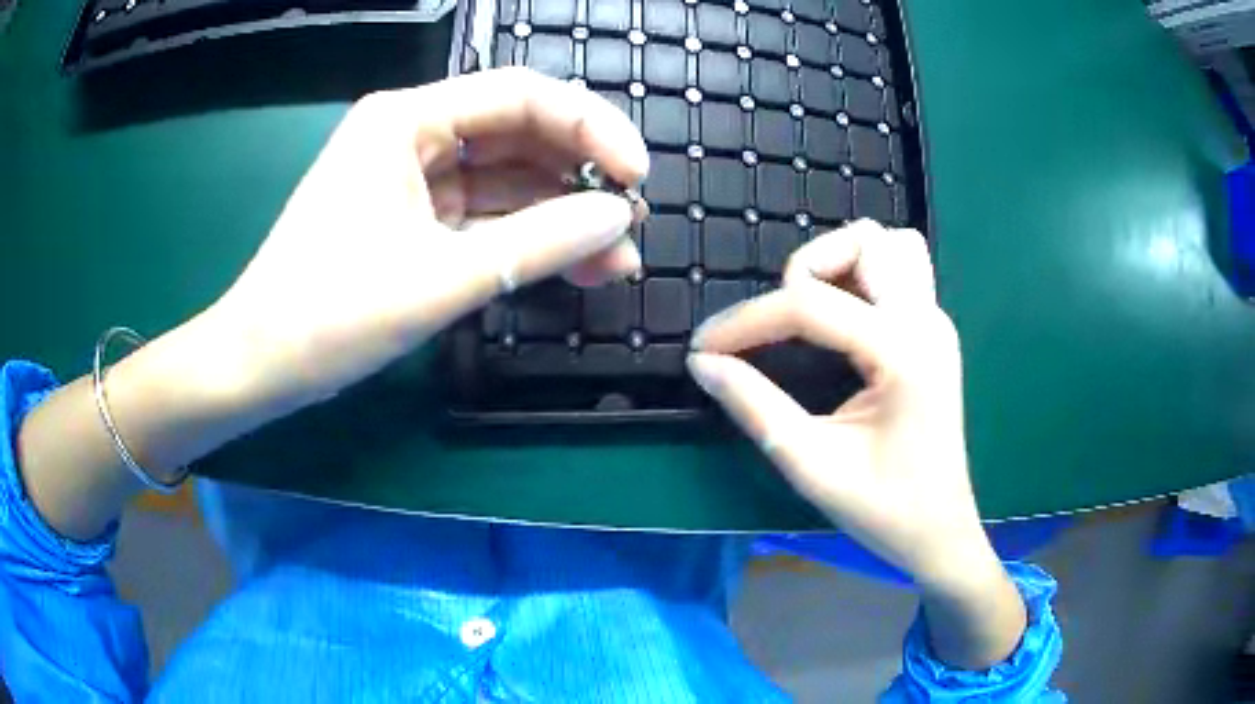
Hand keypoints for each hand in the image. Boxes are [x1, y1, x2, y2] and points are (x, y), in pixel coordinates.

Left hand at [211, 68, 648, 412]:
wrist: (259, 366)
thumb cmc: (327, 316)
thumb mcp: (438, 277)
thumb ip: (537, 243)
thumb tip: (618, 220)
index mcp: (406, 120)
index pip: (521, 96)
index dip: (591, 128)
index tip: (638, 176)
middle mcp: (411, 136)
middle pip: (518, 135)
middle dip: (580, 175)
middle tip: (631, 221)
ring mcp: (411, 179)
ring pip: (505, 180)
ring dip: (560, 215)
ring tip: (616, 258)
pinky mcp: (412, 221)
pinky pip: (483, 216)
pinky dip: (525, 239)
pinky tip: (571, 264)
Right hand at [688, 220, 1025, 667]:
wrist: (939, 533)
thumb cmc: (884, 510)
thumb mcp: (812, 466)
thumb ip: (755, 407)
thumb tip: (703, 364)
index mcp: (904, 353)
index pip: (811, 305)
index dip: (746, 321)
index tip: (702, 349)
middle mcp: (926, 321)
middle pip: (865, 241)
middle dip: (806, 268)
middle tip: (776, 325)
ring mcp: (935, 322)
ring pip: (889, 244)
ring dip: (839, 260)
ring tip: (809, 310)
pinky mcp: (932, 331)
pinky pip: (899, 269)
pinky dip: (861, 273)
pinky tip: (840, 316)